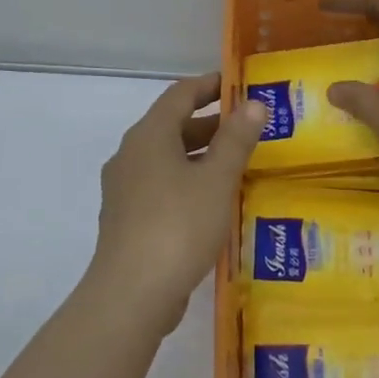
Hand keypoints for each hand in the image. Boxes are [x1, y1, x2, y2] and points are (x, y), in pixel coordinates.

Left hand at [86, 73, 266, 333]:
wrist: (132, 293)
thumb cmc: (178, 226)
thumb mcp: (217, 180)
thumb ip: (236, 140)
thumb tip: (254, 104)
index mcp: (149, 136)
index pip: (180, 94)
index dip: (209, 85)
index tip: (237, 84)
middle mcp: (131, 155)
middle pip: (172, 126)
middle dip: (209, 123)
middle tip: (247, 127)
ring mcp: (124, 189)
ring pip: (166, 159)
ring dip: (200, 155)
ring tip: (237, 164)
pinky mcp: (127, 219)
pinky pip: (161, 186)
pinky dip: (187, 182)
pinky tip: (212, 202)